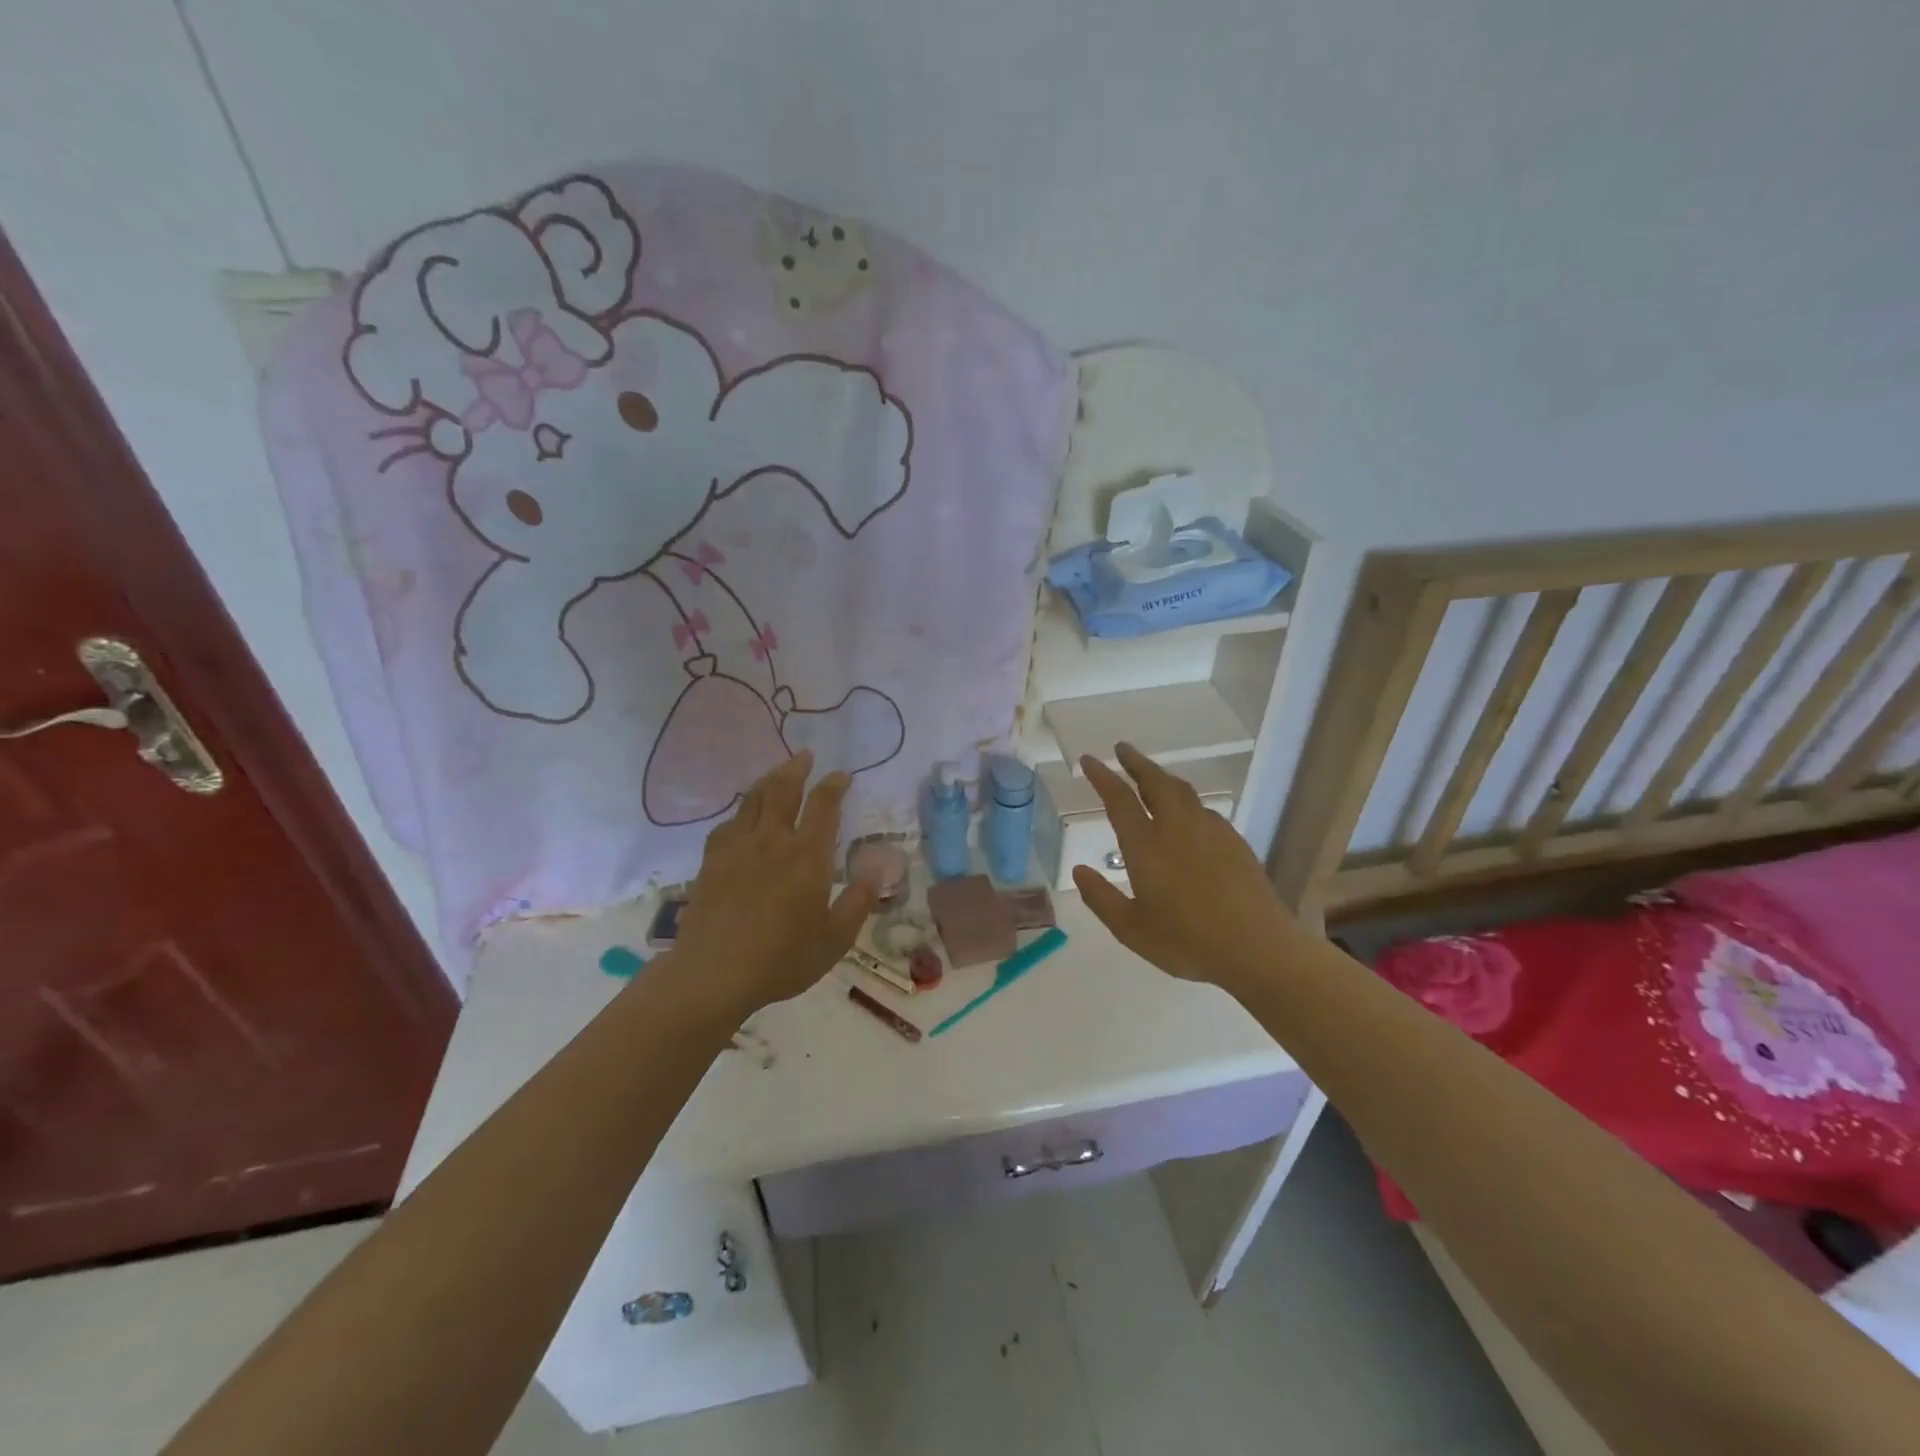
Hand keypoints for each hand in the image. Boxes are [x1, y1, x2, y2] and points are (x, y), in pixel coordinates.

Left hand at [663, 752, 875, 1021]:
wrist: (714, 974)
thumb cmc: (782, 959)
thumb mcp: (835, 939)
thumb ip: (858, 901)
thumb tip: (878, 870)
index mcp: (808, 856)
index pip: (824, 805)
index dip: (834, 785)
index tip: (841, 775)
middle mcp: (773, 841)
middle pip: (784, 790)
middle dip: (797, 768)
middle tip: (805, 756)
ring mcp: (737, 848)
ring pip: (754, 800)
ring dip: (769, 780)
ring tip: (778, 773)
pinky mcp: (711, 861)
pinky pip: (728, 823)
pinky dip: (741, 811)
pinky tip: (743, 817)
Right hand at [1072, 743, 1299, 993]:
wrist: (1258, 948)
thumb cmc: (1187, 942)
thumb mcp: (1131, 930)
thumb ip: (1101, 898)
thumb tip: (1080, 870)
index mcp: (1147, 846)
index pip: (1119, 799)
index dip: (1102, 776)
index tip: (1090, 760)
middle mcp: (1177, 828)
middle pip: (1155, 782)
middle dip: (1136, 762)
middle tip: (1122, 750)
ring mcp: (1211, 831)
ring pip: (1182, 791)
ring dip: (1162, 778)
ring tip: (1151, 776)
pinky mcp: (1235, 842)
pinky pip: (1204, 810)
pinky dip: (1187, 801)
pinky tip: (1187, 815)